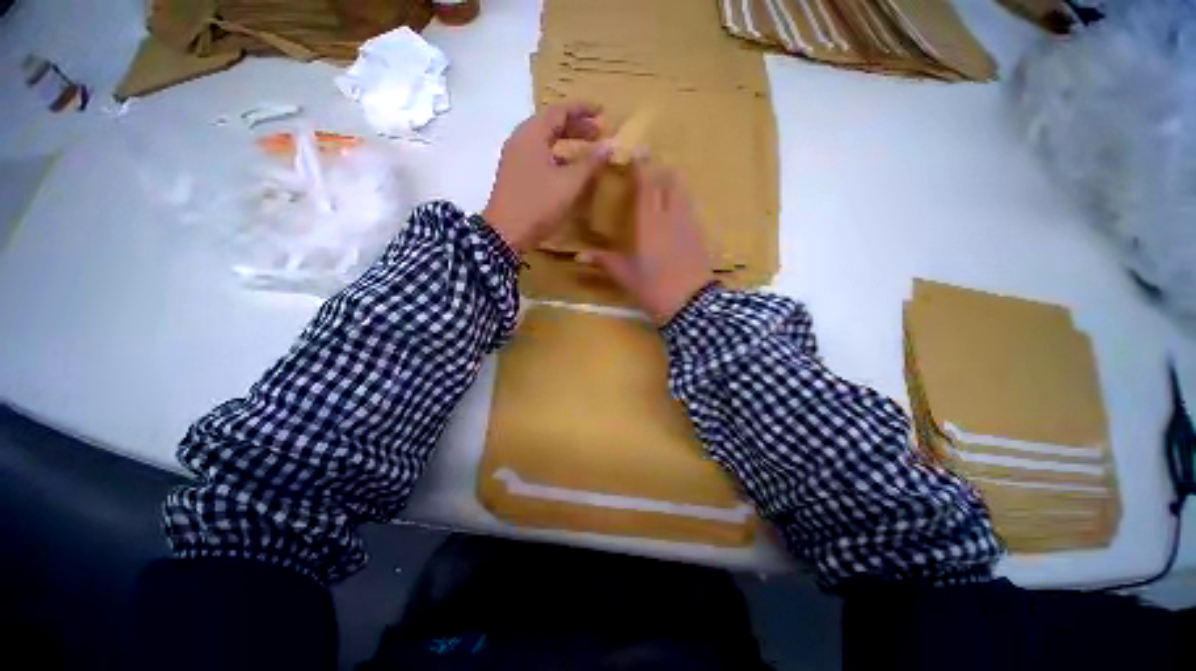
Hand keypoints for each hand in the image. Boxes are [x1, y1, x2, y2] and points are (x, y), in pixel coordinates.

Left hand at [483, 102, 611, 252]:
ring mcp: (516, 159)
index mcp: (532, 135)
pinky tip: (569, 172)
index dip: (583, 110)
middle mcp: (521, 141)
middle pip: (551, 125)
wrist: (505, 233)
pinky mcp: (516, 176)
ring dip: (567, 144)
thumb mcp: (568, 184)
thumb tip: (610, 145)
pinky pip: (540, 157)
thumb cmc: (537, 204)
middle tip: (599, 134)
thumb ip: (590, 163)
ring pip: (545, 142)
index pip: (559, 111)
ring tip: (587, 152)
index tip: (602, 112)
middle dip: (577, 127)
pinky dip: (557, 158)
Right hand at [583, 158, 713, 324]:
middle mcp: (671, 214)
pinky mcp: (700, 233)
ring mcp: (689, 222)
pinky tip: (672, 214)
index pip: (647, 181)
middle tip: (646, 172)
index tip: (635, 151)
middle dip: (659, 168)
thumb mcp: (625, 275)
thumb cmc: (653, 287)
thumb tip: (579, 256)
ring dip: (671, 183)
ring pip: (682, 190)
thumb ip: (603, 261)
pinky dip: (680, 201)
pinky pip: (689, 206)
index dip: (642, 163)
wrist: (691, 304)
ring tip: (660, 189)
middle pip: (670, 178)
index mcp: (649, 220)